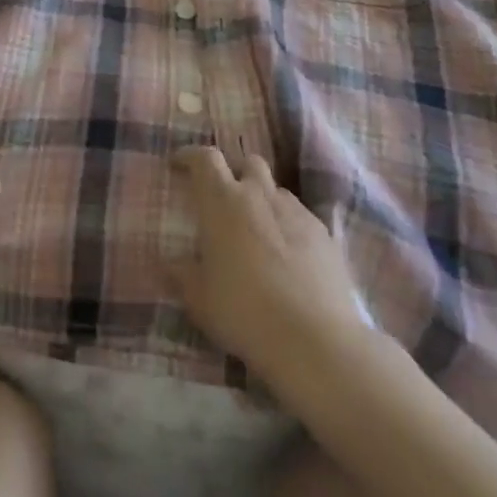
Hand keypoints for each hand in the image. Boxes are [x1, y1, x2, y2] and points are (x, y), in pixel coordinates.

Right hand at [167, 144, 377, 386]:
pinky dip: (288, 226)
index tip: (179, 165)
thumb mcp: (198, 298)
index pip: (205, 158)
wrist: (316, 340)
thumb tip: (170, 262)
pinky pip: (300, 217)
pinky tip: (288, 256)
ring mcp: (297, 213)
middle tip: (223, 197)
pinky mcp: (326, 236)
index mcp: (222, 201)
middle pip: (248, 162)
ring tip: (256, 230)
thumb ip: (182, 274)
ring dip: (263, 200)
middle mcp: (259, 196)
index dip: (190, 156)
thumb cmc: (244, 311)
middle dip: (234, 171)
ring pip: (276, 190)